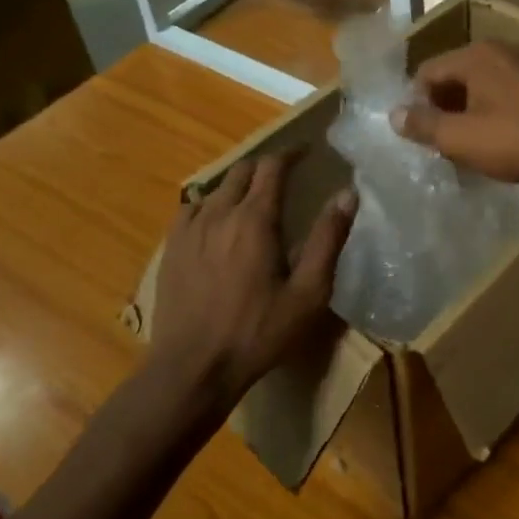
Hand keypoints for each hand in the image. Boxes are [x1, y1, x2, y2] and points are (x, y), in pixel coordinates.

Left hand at [148, 154, 355, 399]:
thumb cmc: (259, 332)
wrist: (194, 366)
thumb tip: (347, 194)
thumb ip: (327, 239)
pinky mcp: (170, 248)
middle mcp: (218, 213)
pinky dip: (210, 205)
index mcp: (255, 220)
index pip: (272, 167)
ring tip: (253, 200)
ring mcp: (188, 230)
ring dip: (238, 186)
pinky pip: (190, 209)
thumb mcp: (308, 292)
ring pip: (215, 188)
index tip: (306, 152)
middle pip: (242, 171)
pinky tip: (216, 223)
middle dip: (266, 167)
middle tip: (285, 177)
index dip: (291, 154)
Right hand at [392, 40, 518, 188]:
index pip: (428, 71)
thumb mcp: (460, 138)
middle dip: (444, 107)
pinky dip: (495, 111)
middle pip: (456, 75)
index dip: (416, 103)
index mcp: (476, 55)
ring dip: (469, 111)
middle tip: (441, 142)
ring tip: (469, 144)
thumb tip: (394, 115)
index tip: (419, 135)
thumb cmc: (516, 141)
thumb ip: (423, 125)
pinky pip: (508, 92)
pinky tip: (501, 139)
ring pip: (483, 85)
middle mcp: (502, 49)